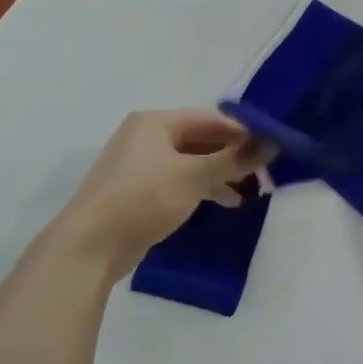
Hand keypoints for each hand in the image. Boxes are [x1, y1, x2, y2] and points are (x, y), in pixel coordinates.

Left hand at [41, 109, 269, 277]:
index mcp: (155, 122)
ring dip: (220, 174)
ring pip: (191, 162)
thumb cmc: (143, 198)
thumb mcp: (195, 176)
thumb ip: (234, 159)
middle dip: (232, 155)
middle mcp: (145, 136)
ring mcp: (140, 165)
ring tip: (249, 192)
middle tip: (264, 171)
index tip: (272, 147)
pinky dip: (202, 188)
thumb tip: (272, 143)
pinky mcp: (138, 191)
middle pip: (201, 139)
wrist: (91, 245)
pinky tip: (223, 203)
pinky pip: (179, 181)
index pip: (210, 118)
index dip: (242, 131)